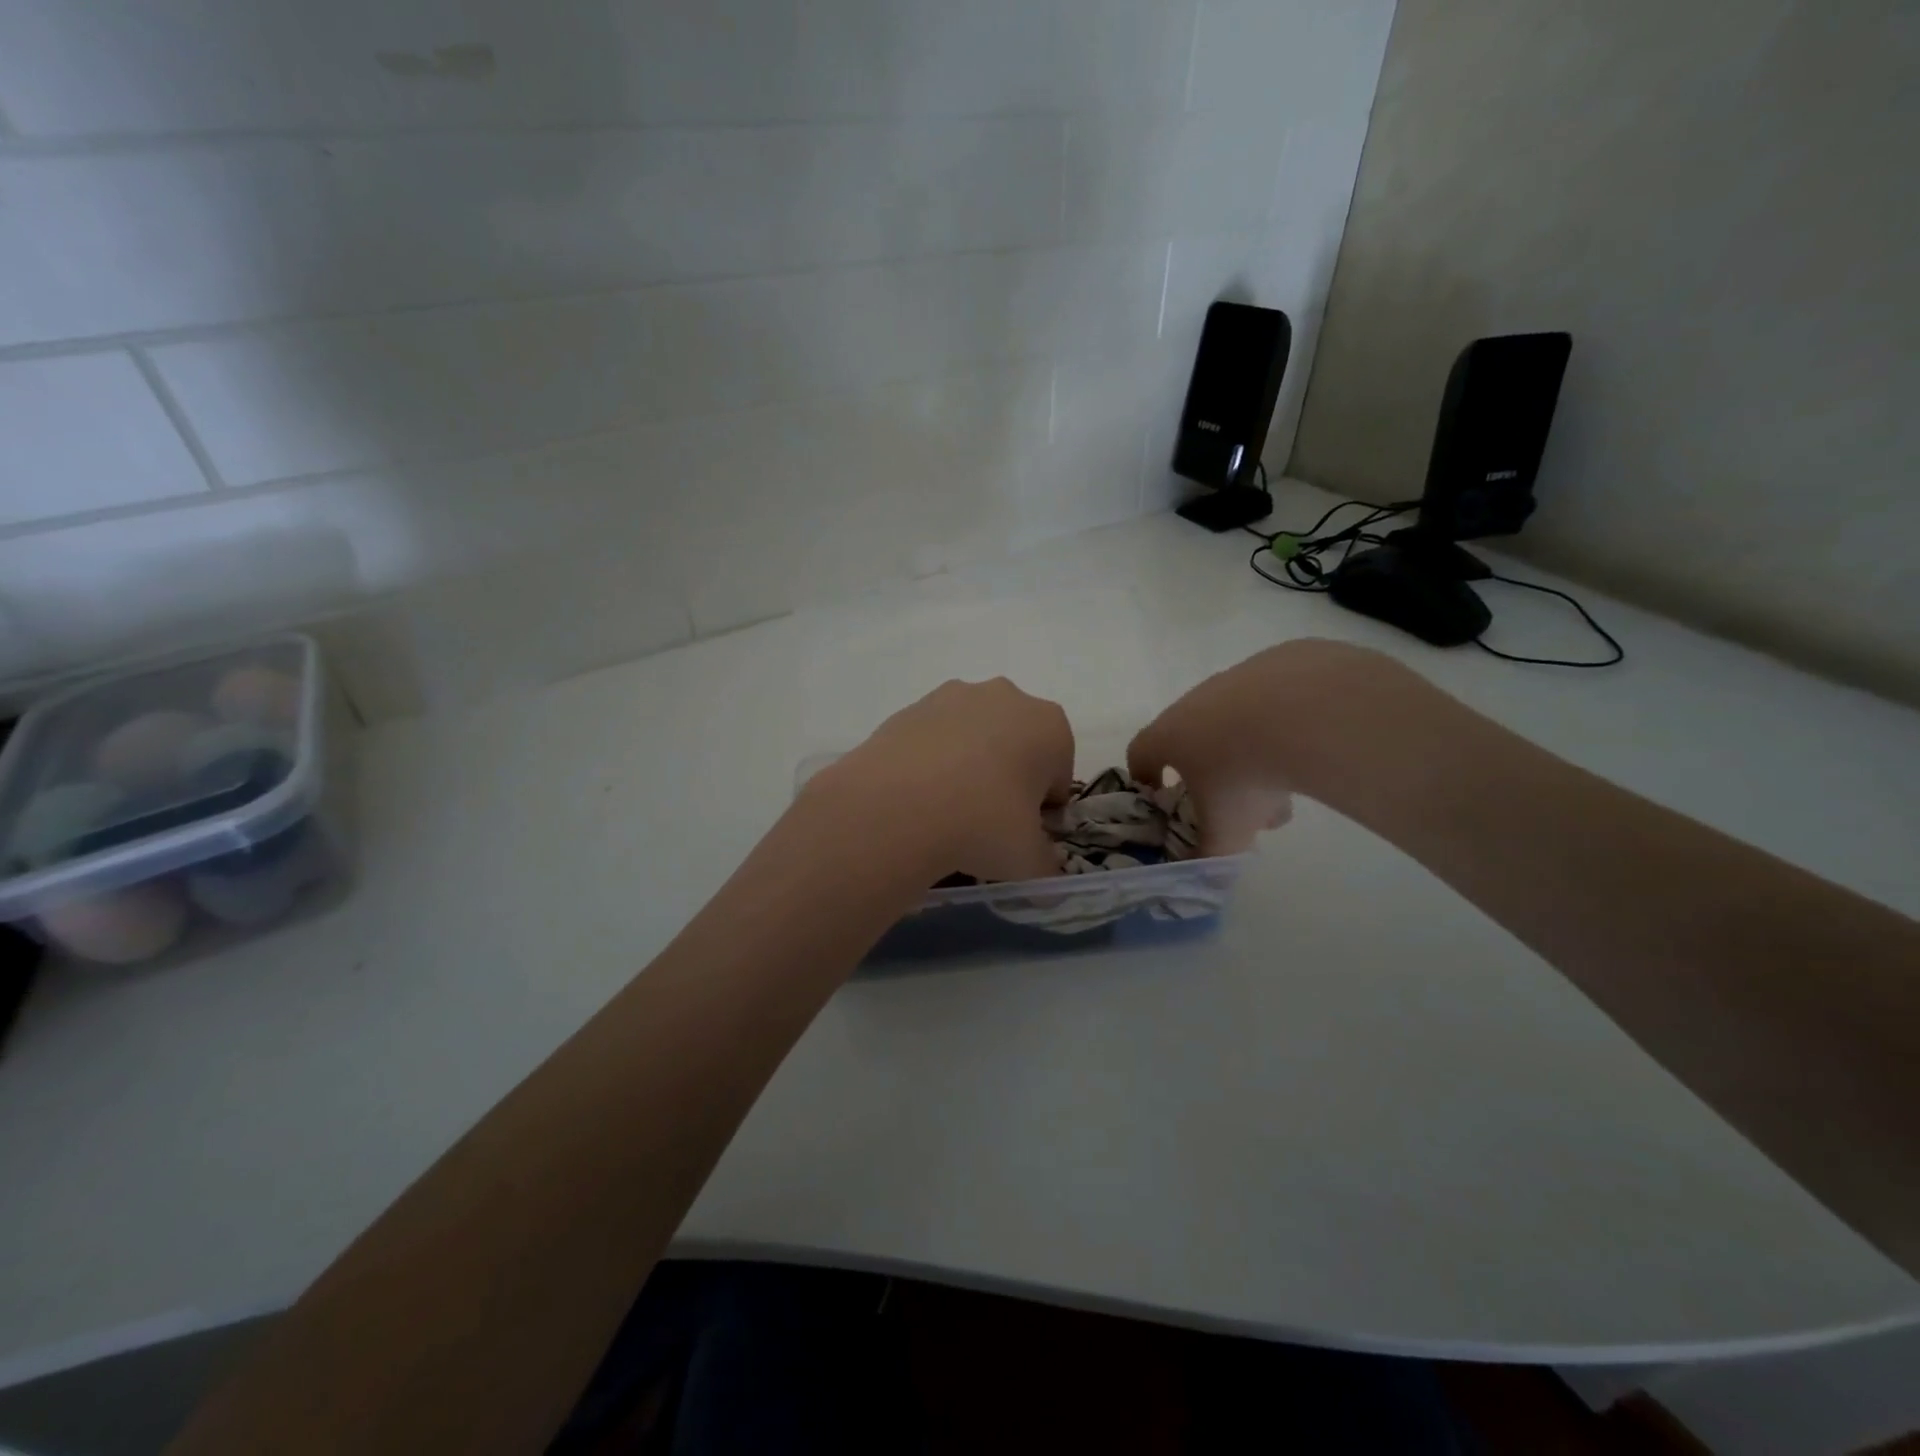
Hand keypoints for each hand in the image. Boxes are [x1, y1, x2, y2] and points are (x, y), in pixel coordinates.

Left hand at [805, 678, 1074, 882]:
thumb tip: (1044, 876)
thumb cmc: (982, 824)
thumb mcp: (1029, 861)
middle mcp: (1006, 697)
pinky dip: (932, 763)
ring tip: (946, 812)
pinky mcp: (911, 707)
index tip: (1023, 834)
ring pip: (973, 738)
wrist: (895, 806)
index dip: (1044, 809)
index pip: (1058, 773)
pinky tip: (918, 798)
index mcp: (1049, 726)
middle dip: (1008, 779)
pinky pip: (934, 739)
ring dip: (969, 767)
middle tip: (987, 823)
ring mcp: (954, 696)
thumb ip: (1046, 866)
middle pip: (1017, 746)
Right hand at [1129, 639, 1411, 854]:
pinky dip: (1284, 724)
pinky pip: (1274, 700)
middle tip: (1236, 805)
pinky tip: (1311, 745)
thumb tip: (1203, 873)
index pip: (1140, 753)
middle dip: (1210, 773)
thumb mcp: (1225, 831)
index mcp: (1169, 736)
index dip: (1145, 777)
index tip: (1161, 797)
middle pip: (1192, 739)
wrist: (1305, 711)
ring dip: (1250, 752)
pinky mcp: (1278, 662)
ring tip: (1285, 788)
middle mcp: (1194, 702)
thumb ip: (1209, 856)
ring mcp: (1236, 679)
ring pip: (1235, 720)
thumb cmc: (1244, 775)